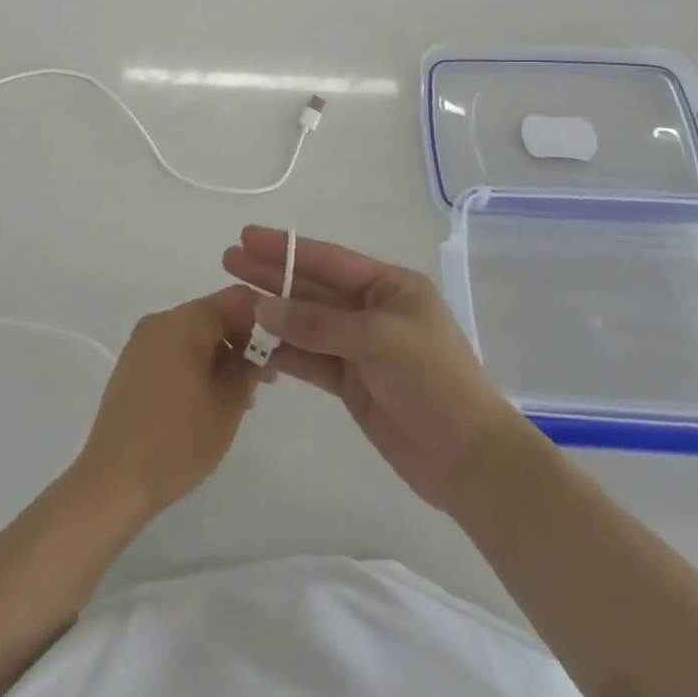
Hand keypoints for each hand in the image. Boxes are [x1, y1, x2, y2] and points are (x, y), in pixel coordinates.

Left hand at [74, 287, 265, 522]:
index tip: (280, 351)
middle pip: (214, 314)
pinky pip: (174, 350)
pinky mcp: (132, 364)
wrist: (113, 480)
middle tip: (264, 381)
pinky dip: (197, 364)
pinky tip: (208, 399)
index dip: (264, 320)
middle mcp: (160, 321)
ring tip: (239, 398)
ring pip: (194, 334)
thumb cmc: (178, 441)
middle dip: (243, 340)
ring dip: (221, 355)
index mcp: (184, 322)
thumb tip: (262, 346)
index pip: (236, 299)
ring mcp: (142, 342)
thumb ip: (250, 366)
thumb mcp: (228, 404)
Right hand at [223, 227, 519, 509]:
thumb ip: (317, 323)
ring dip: (273, 314)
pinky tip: (255, 343)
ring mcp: (361, 348)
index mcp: (391, 287)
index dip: (286, 248)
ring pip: (307, 324)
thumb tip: (262, 308)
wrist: (469, 459)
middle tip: (228, 262)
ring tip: (232, 302)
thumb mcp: (378, 340)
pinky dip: (284, 351)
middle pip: (313, 288)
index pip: (328, 260)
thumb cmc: (433, 381)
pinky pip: (311, 358)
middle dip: (272, 275)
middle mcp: (373, 310)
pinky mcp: (353, 383)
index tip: (247, 238)